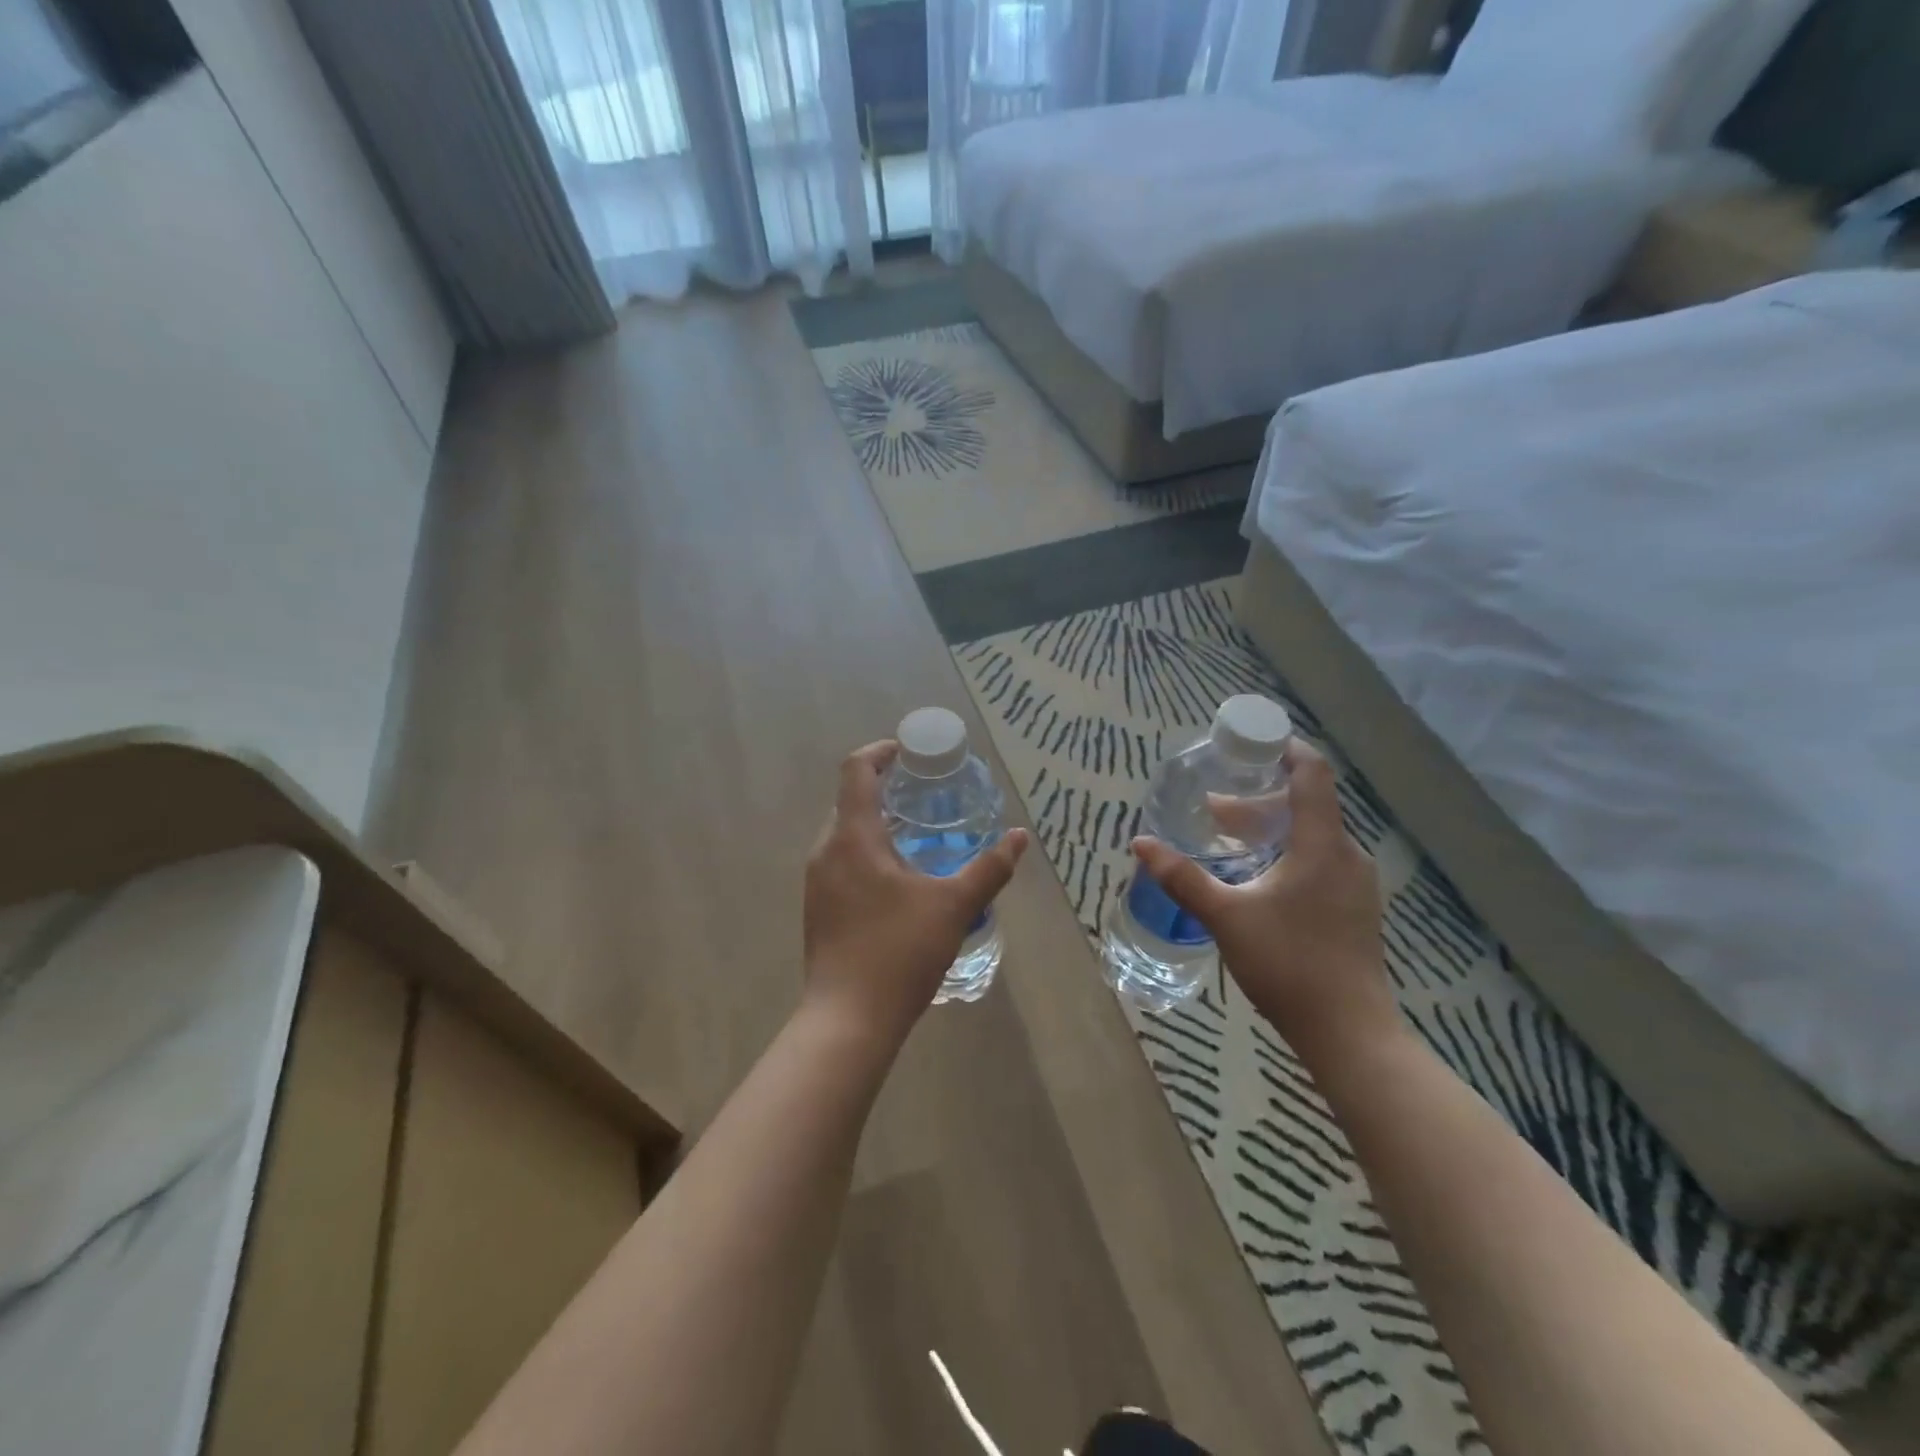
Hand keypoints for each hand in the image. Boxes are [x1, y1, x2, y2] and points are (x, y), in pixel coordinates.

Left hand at [804, 741, 1029, 1047]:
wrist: (847, 1021)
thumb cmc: (898, 953)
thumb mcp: (954, 907)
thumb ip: (989, 868)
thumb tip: (1020, 837)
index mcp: (852, 837)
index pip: (856, 771)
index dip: (880, 752)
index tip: (909, 753)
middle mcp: (825, 851)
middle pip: (849, 801)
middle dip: (883, 790)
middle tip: (924, 797)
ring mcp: (816, 882)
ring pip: (844, 834)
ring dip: (875, 825)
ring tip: (916, 836)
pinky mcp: (818, 909)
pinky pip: (840, 862)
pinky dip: (866, 853)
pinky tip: (897, 881)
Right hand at [1131, 739, 1395, 1057]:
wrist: (1349, 1032)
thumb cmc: (1288, 964)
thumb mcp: (1225, 916)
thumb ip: (1182, 877)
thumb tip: (1141, 843)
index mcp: (1322, 845)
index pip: (1313, 774)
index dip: (1286, 750)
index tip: (1250, 744)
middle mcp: (1346, 855)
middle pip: (1307, 804)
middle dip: (1258, 800)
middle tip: (1214, 807)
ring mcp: (1356, 883)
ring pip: (1313, 835)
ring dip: (1271, 828)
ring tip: (1228, 840)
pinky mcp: (1355, 907)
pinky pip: (1321, 860)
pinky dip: (1288, 852)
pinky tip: (1258, 878)